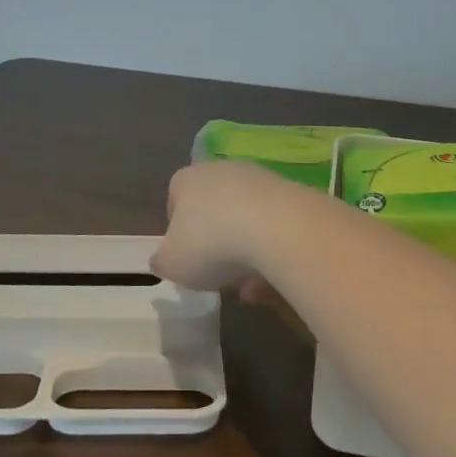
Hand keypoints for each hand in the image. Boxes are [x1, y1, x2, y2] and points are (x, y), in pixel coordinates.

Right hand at [151, 161, 301, 301]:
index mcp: (189, 179)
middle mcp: (224, 171)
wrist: (279, 229)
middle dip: (215, 240)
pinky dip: (271, 252)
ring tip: (248, 286)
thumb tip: (163, 260)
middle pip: (214, 206)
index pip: (175, 195)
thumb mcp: (172, 263)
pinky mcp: (293, 194)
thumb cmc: (212, 244)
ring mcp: (261, 180)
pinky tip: (272, 280)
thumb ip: (162, 261)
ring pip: (246, 219)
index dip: (176, 226)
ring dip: (245, 251)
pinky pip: (275, 227)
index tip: (183, 253)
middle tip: (216, 272)